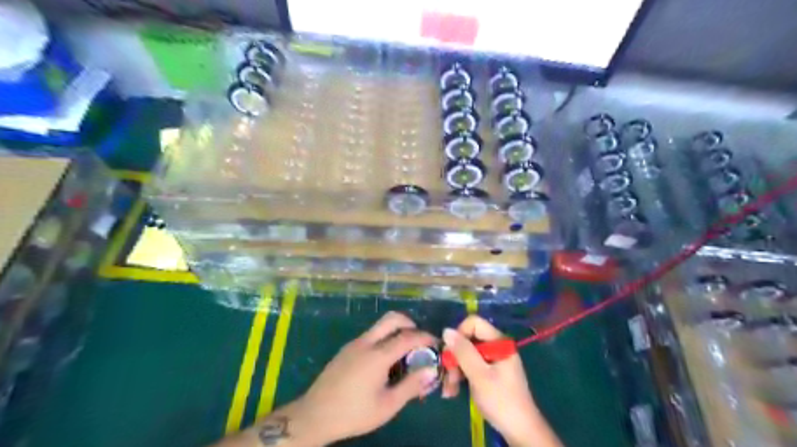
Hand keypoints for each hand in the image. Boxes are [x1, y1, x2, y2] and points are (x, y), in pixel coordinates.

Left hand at [289, 313, 434, 444]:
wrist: (314, 416)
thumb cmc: (354, 413)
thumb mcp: (387, 405)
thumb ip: (411, 385)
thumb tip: (431, 370)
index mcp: (377, 355)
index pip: (408, 336)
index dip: (425, 337)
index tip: (436, 344)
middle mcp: (366, 342)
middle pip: (392, 318)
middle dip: (410, 324)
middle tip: (419, 341)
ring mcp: (354, 344)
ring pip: (380, 326)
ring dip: (396, 331)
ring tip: (404, 354)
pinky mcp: (347, 349)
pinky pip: (371, 336)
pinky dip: (384, 339)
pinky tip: (385, 362)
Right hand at [443, 314, 559, 446]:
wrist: (520, 431)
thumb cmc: (501, 401)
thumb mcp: (479, 375)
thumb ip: (463, 352)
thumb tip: (446, 330)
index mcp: (499, 342)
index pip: (474, 323)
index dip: (459, 334)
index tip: (450, 353)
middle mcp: (496, 347)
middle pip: (468, 340)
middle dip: (454, 357)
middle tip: (448, 377)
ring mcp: (493, 360)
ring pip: (466, 355)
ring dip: (455, 370)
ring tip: (449, 390)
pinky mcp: (489, 373)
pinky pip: (470, 367)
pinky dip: (461, 377)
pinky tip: (453, 392)